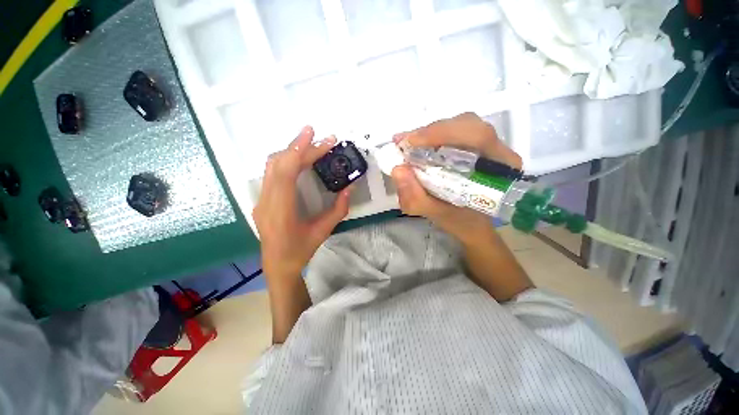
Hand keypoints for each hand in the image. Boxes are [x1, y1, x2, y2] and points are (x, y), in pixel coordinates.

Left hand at [253, 126, 351, 279]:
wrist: (277, 265)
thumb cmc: (301, 251)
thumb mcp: (324, 231)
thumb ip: (338, 209)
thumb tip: (348, 188)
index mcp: (280, 210)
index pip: (286, 172)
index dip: (299, 150)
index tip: (316, 136)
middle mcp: (266, 201)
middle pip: (278, 164)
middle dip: (300, 147)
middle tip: (321, 138)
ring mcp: (261, 199)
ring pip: (273, 165)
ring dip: (293, 151)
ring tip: (313, 145)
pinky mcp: (263, 198)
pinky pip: (273, 173)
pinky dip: (288, 161)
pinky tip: (301, 160)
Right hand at [391, 113, 520, 243]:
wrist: (474, 223)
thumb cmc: (461, 222)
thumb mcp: (437, 215)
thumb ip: (417, 198)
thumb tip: (397, 170)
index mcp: (499, 168)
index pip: (477, 136)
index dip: (441, 133)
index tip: (410, 142)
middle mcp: (498, 150)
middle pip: (467, 124)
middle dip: (432, 131)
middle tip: (404, 143)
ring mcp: (487, 145)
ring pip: (460, 124)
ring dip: (431, 132)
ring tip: (408, 144)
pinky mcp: (476, 145)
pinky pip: (455, 131)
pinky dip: (432, 135)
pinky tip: (417, 144)